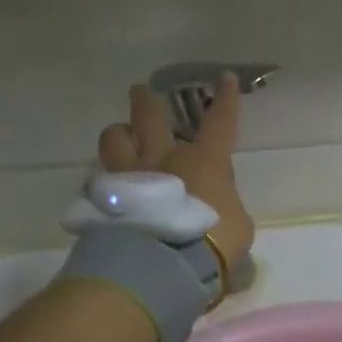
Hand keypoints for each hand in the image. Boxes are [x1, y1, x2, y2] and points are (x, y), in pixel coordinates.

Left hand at [98, 74, 253, 270]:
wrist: (166, 263)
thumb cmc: (213, 241)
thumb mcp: (238, 226)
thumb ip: (227, 208)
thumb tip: (220, 208)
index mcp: (204, 161)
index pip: (220, 123)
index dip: (225, 100)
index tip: (223, 77)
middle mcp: (164, 158)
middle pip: (148, 117)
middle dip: (145, 101)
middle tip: (140, 92)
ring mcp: (131, 174)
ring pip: (114, 137)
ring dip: (119, 135)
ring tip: (122, 140)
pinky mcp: (107, 197)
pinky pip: (103, 177)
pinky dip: (109, 179)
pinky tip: (112, 189)